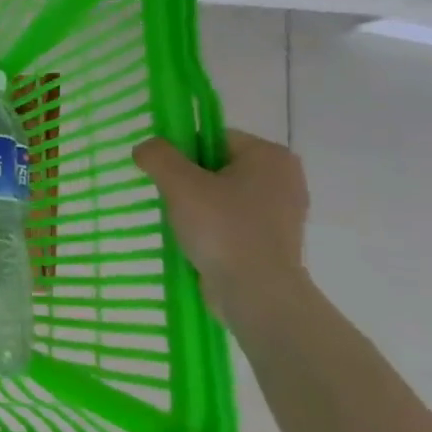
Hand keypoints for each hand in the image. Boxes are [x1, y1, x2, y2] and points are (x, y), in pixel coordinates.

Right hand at [133, 128, 309, 313]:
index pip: (213, 138)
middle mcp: (284, 178)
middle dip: (188, 181)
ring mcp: (282, 212)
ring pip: (223, 195)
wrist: (257, 293)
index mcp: (269, 156)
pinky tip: (196, 242)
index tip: (164, 177)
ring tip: (180, 224)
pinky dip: (212, 227)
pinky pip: (233, 221)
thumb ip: (158, 156)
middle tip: (169, 201)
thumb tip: (146, 149)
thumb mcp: (180, 184)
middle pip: (217, 166)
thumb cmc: (222, 229)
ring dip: (197, 206)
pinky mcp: (274, 240)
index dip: (181, 152)